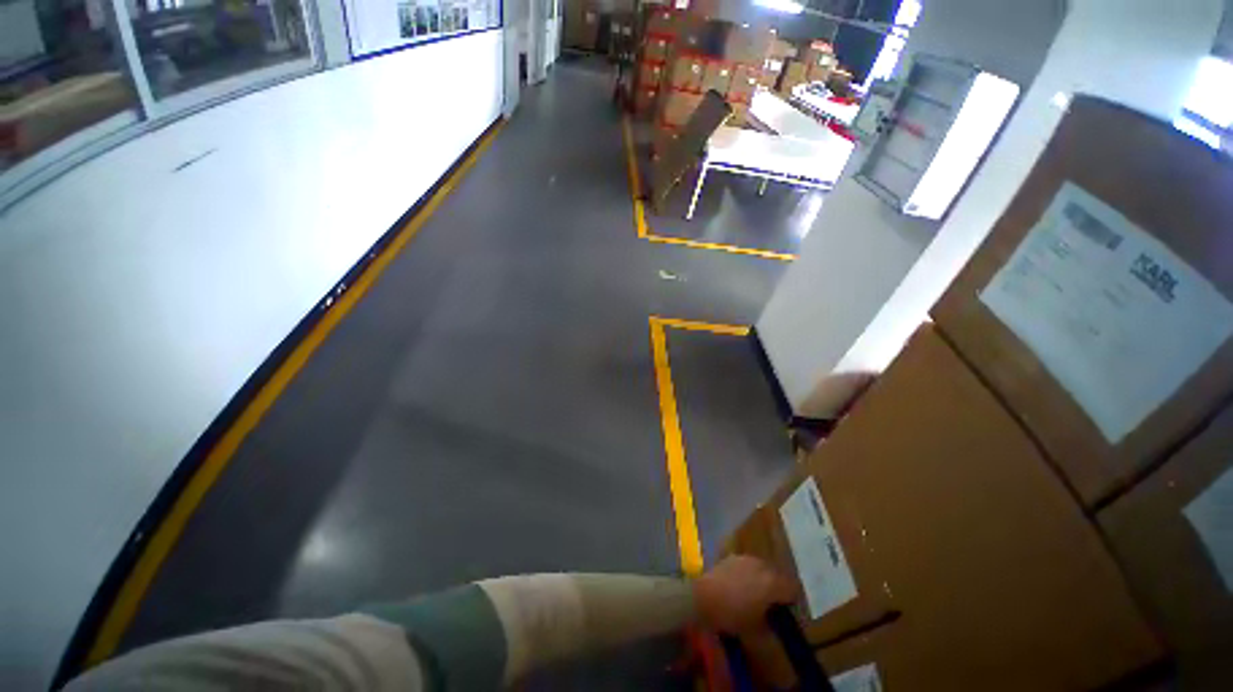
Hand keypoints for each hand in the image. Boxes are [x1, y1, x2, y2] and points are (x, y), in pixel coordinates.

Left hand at [692, 555, 798, 633]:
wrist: (703, 596)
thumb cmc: (732, 614)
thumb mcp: (756, 629)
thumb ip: (770, 626)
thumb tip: (775, 625)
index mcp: (773, 583)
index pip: (793, 589)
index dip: (792, 602)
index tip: (787, 612)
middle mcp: (762, 566)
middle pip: (778, 575)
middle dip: (777, 589)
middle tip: (772, 605)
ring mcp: (746, 558)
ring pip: (762, 568)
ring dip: (763, 579)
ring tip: (755, 594)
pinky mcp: (732, 557)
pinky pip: (747, 565)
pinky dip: (748, 574)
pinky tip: (740, 586)